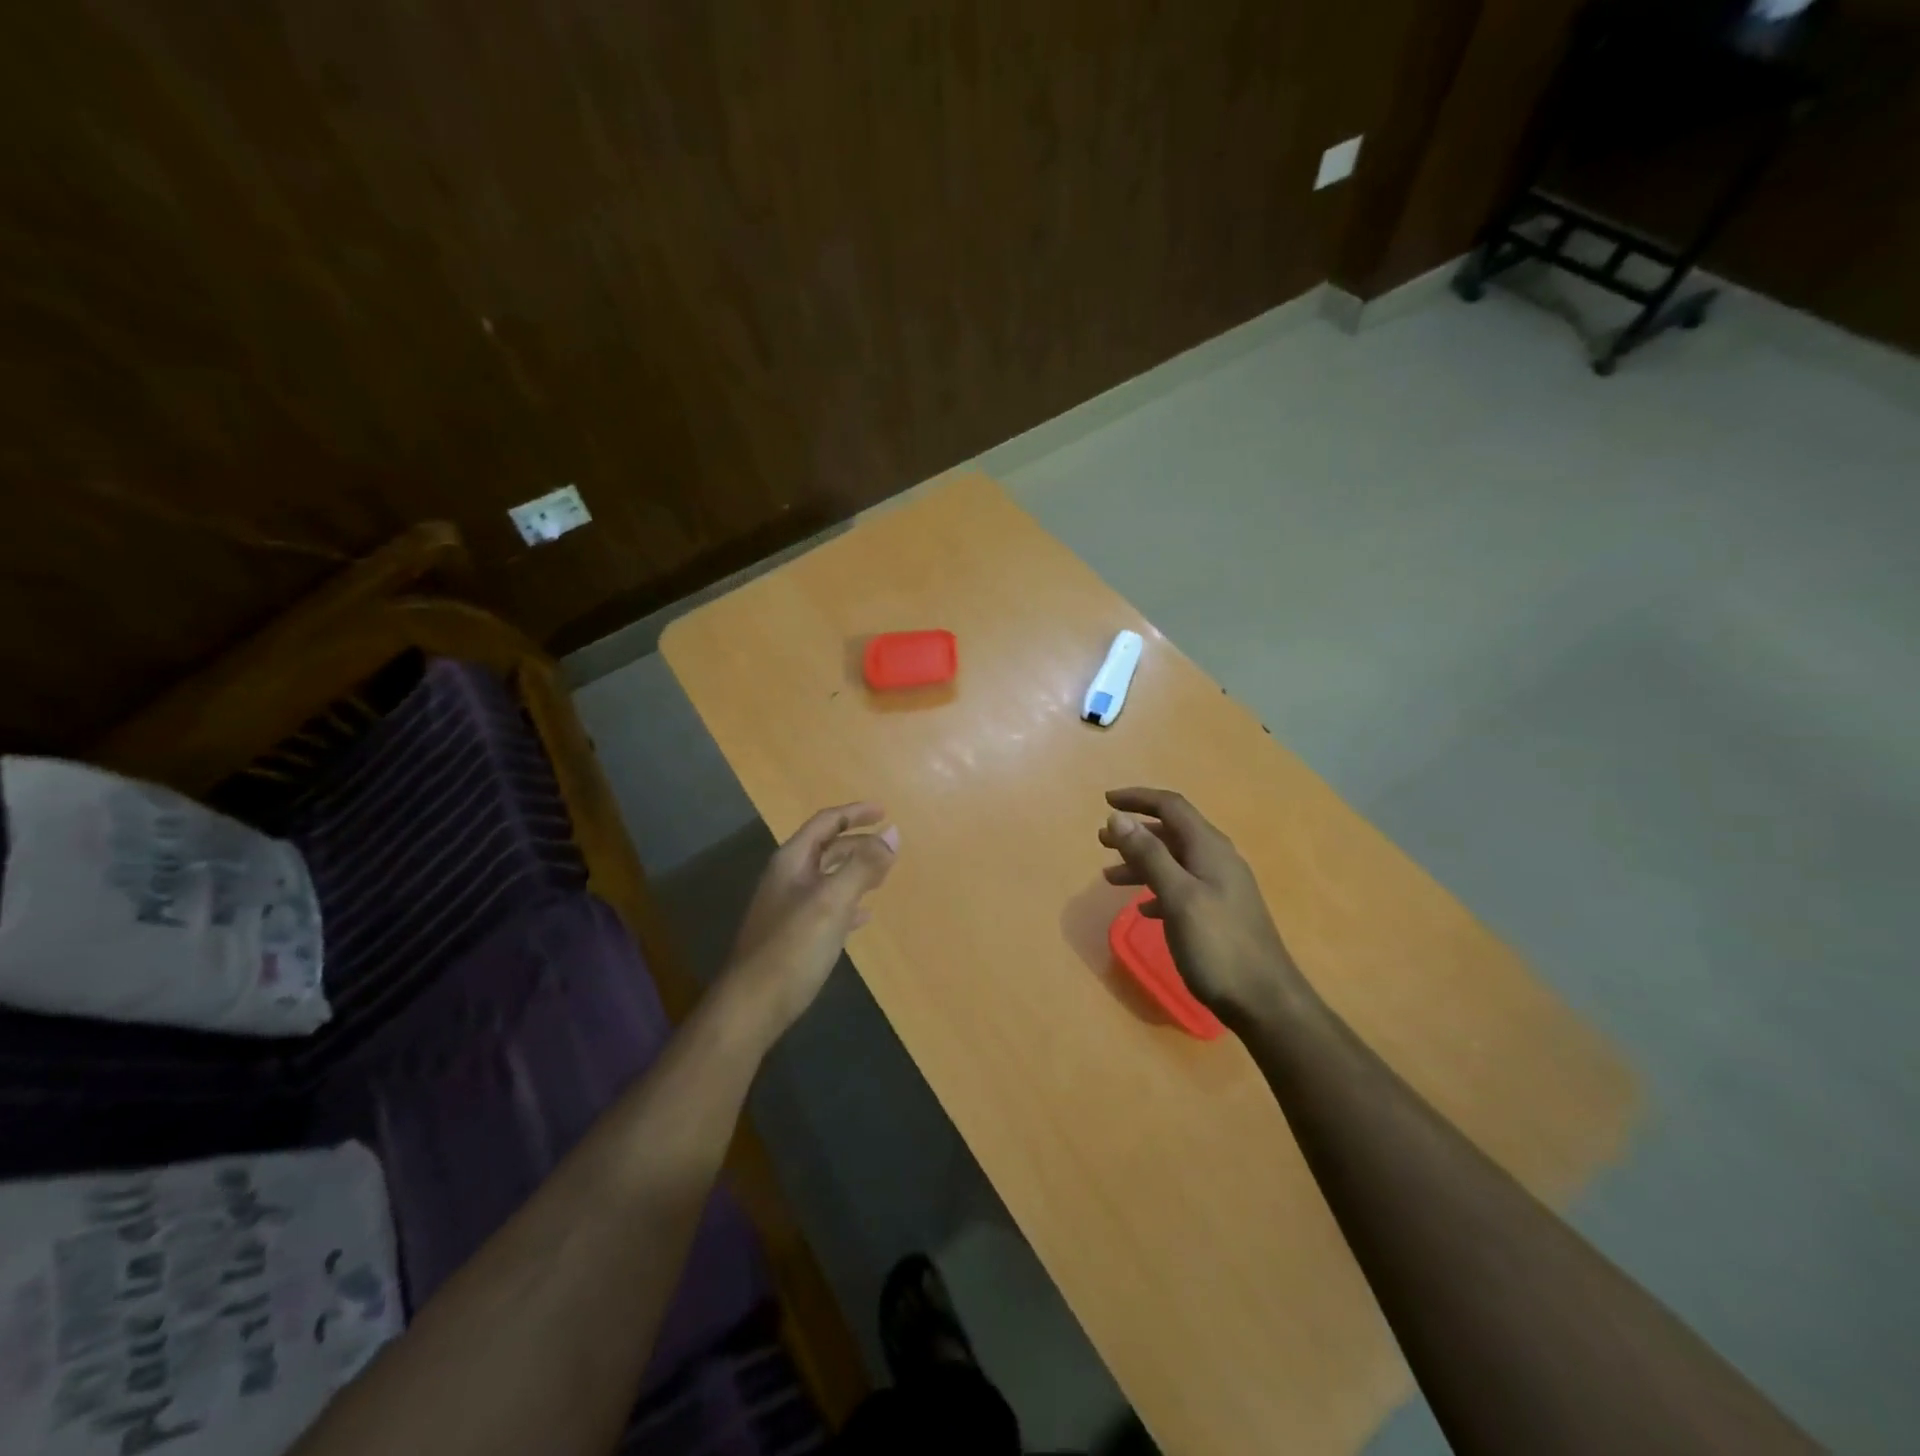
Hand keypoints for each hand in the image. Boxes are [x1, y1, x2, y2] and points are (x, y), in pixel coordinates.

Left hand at [720, 802, 898, 1042]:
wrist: (752, 1006)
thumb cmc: (792, 947)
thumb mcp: (832, 901)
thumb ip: (862, 866)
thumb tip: (892, 833)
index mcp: (792, 862)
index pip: (826, 823)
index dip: (855, 813)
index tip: (884, 811)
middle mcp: (788, 878)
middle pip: (827, 848)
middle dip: (859, 843)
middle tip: (891, 847)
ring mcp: (789, 908)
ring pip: (828, 877)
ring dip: (856, 871)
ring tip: (884, 875)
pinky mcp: (794, 936)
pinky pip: (827, 907)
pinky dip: (849, 903)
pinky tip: (864, 916)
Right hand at [1098, 787, 1308, 1025]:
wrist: (1265, 1002)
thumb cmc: (1218, 946)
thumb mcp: (1178, 896)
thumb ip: (1149, 855)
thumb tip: (1118, 817)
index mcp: (1209, 848)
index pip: (1171, 806)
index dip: (1138, 798)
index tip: (1105, 800)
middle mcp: (1217, 860)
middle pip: (1171, 832)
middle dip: (1135, 832)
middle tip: (1101, 841)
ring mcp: (1221, 887)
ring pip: (1174, 861)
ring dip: (1141, 862)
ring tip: (1109, 876)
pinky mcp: (1219, 912)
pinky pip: (1182, 887)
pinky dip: (1157, 889)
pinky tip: (1143, 908)